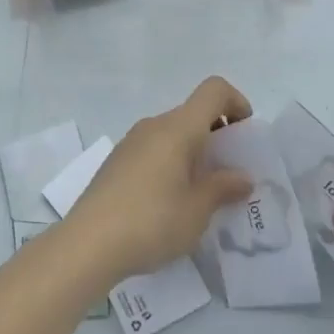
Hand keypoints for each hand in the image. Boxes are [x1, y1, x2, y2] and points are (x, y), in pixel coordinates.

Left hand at [63, 77, 255, 280]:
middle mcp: (154, 125)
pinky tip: (170, 201)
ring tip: (202, 193)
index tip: (245, 136)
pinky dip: (172, 162)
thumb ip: (223, 188)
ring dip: (193, 152)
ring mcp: (131, 141)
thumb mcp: (197, 210)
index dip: (236, 102)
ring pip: (173, 133)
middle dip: (217, 135)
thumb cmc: (152, 221)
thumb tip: (242, 177)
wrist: (88, 243)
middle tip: (229, 173)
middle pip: (193, 113)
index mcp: (178, 128)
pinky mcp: (117, 161)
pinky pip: (154, 149)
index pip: (213, 90)